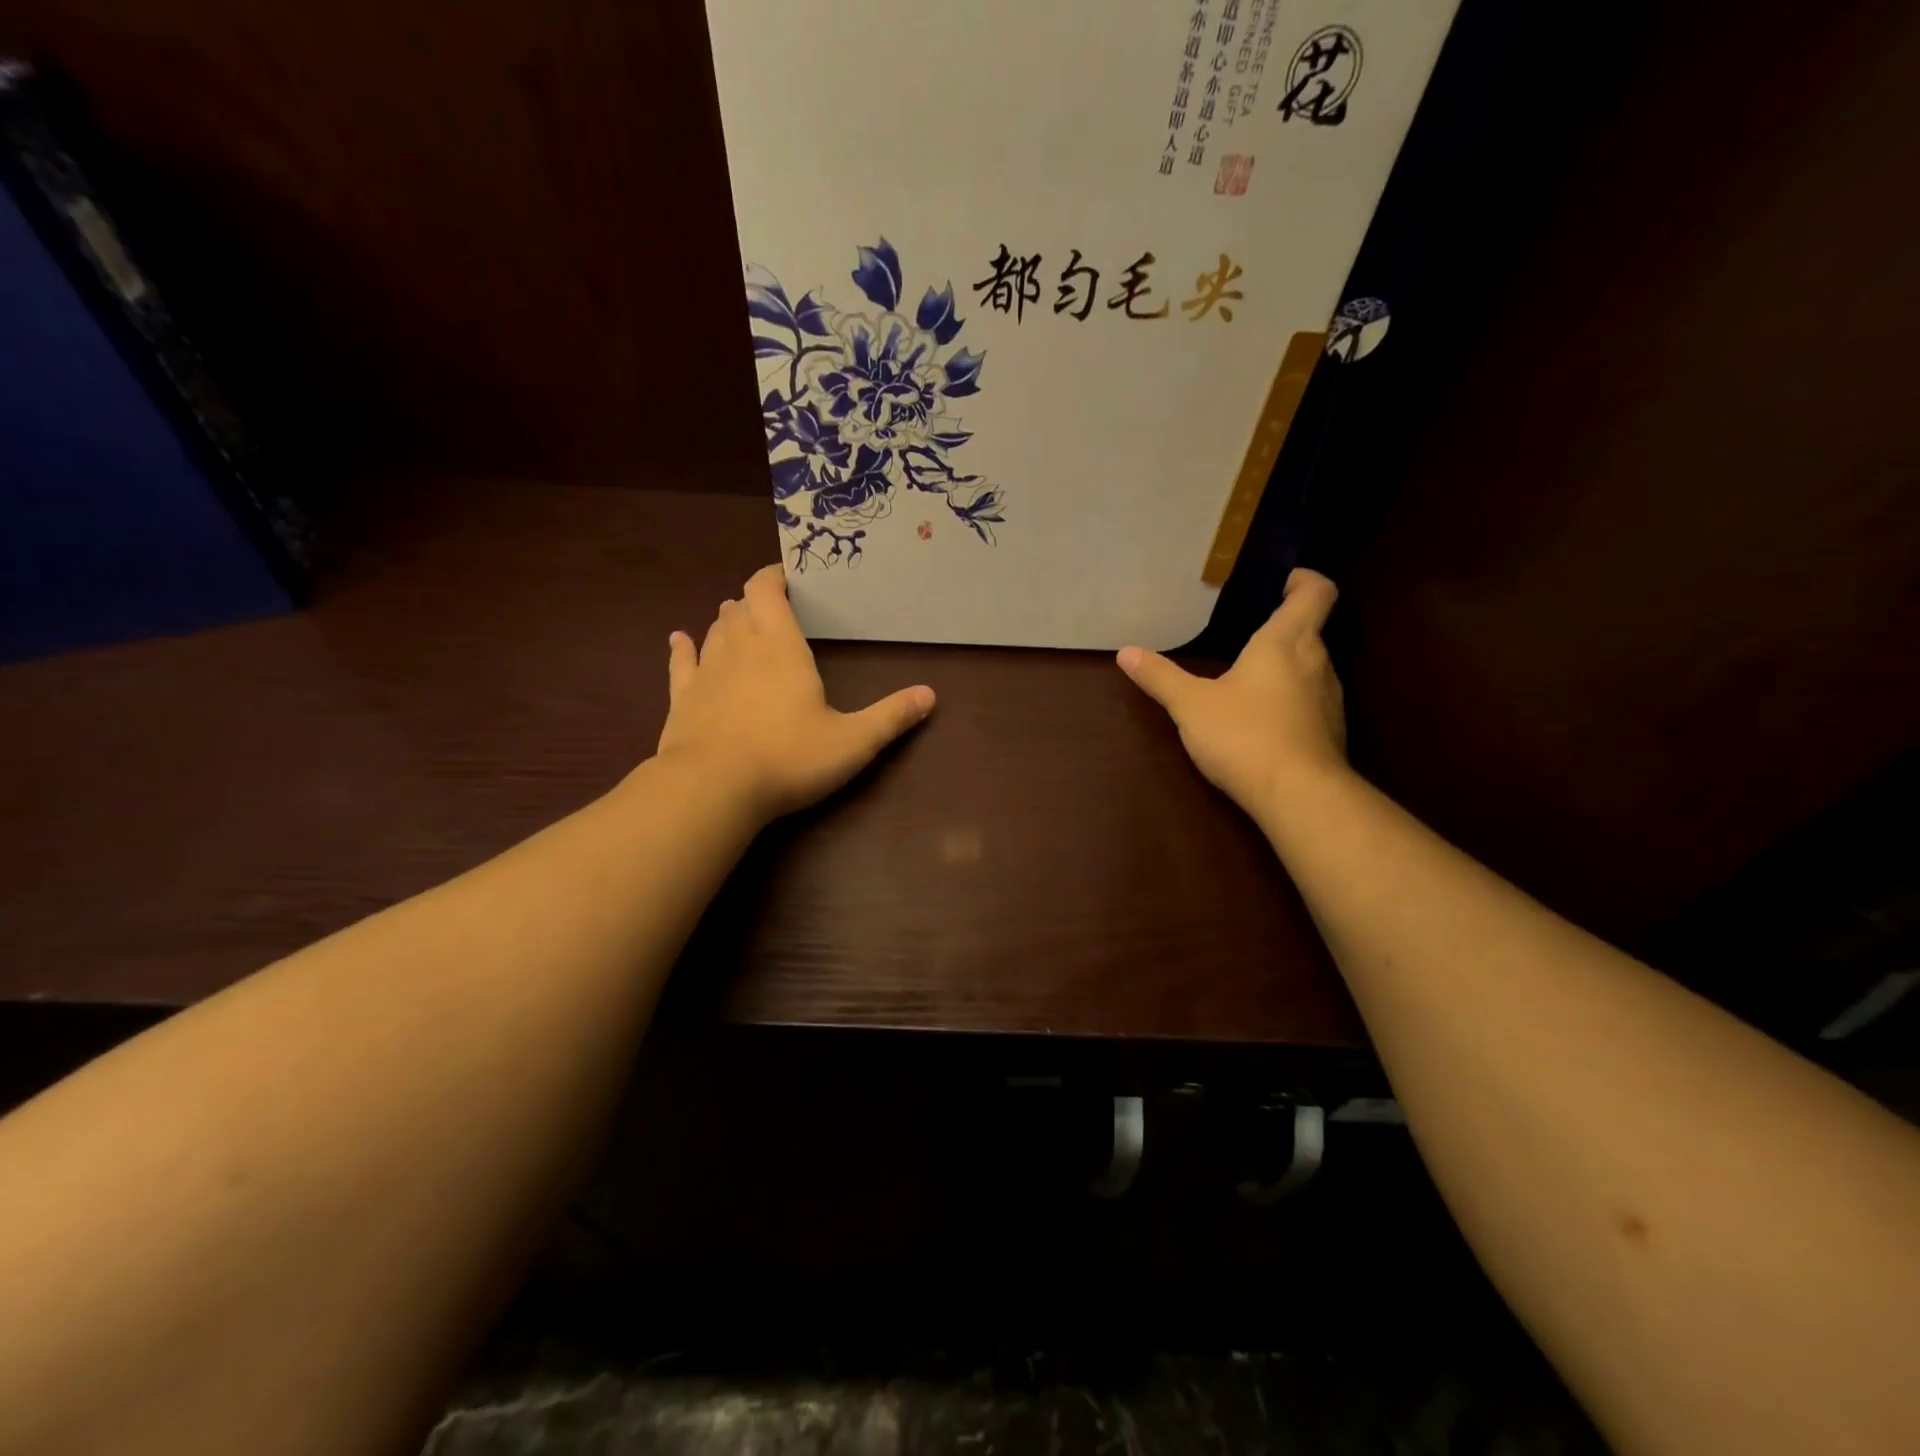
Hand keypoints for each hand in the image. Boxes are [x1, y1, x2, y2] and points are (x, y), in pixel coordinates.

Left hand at [655, 565, 935, 820]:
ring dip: (728, 622)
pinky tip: (679, 640)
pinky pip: (681, 663)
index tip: (788, 577)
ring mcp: (706, 672)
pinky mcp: (682, 699)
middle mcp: (739, 647)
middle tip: (774, 607)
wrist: (713, 788)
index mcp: (780, 645)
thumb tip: (930, 695)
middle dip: (756, 601)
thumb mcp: (853, 741)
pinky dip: (683, 648)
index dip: (774, 576)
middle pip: (741, 607)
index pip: (766, 589)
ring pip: (714, 630)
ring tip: (739, 620)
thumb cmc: (789, 757)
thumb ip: (891, 716)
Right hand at [1117, 568, 1347, 818]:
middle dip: (1282, 628)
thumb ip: (1160, 677)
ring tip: (1248, 678)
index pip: (1315, 592)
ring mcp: (1330, 698)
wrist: (1299, 795)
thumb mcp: (1190, 705)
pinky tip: (1261, 721)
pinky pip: (1311, 701)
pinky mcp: (1332, 731)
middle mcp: (1317, 661)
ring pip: (1311, 668)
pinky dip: (1290, 701)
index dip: (1303, 580)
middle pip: (1310, 630)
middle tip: (1246, 633)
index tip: (1282, 580)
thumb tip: (1126, 652)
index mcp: (1286, 642)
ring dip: (1286, 667)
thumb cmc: (1244, 735)